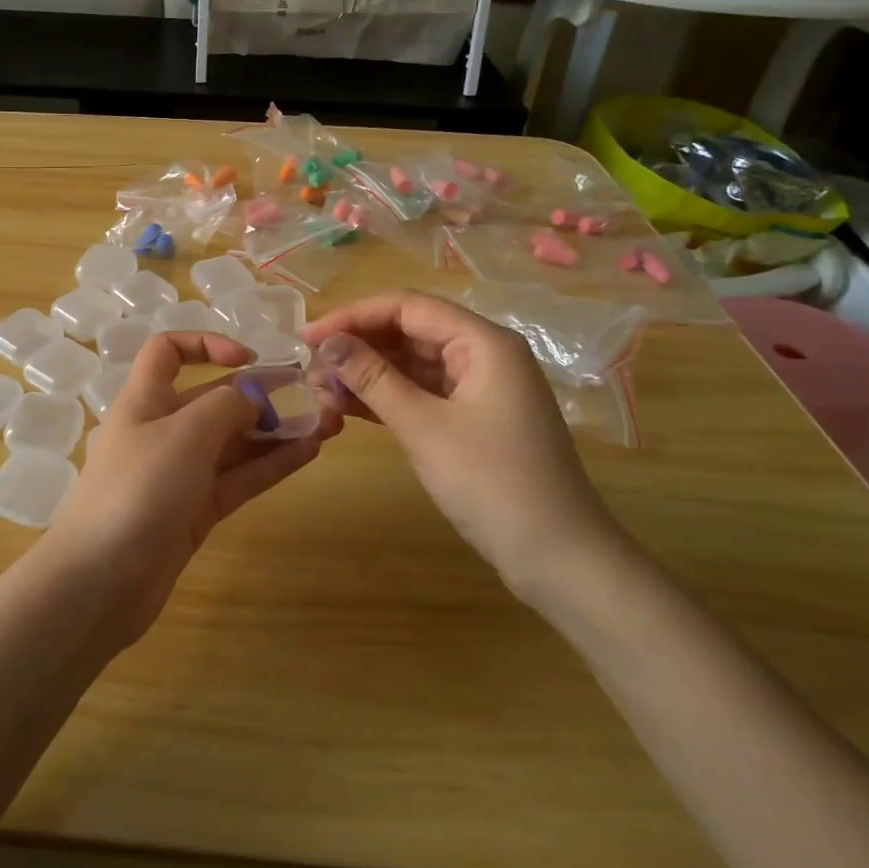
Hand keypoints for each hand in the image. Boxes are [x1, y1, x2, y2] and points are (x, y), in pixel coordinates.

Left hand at [45, 331, 336, 643]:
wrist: (99, 583)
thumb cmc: (138, 489)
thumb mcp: (184, 434)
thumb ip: (225, 406)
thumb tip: (252, 397)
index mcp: (145, 400)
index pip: (168, 352)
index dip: (207, 345)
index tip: (250, 358)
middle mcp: (161, 431)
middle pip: (212, 399)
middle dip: (259, 393)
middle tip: (313, 395)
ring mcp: (179, 474)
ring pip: (232, 442)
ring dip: (275, 430)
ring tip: (325, 423)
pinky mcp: (194, 513)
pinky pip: (237, 478)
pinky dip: (270, 464)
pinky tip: (309, 453)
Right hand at [302, 292, 624, 599]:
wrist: (560, 560)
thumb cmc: (493, 484)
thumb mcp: (424, 428)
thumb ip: (372, 379)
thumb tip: (327, 343)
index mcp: (483, 342)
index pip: (407, 307)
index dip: (353, 316)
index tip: (308, 338)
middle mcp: (484, 354)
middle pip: (410, 331)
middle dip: (358, 346)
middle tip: (310, 367)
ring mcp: (480, 388)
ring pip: (413, 364)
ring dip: (368, 373)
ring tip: (321, 389)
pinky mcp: (474, 418)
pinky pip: (423, 393)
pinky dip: (387, 397)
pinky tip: (348, 407)